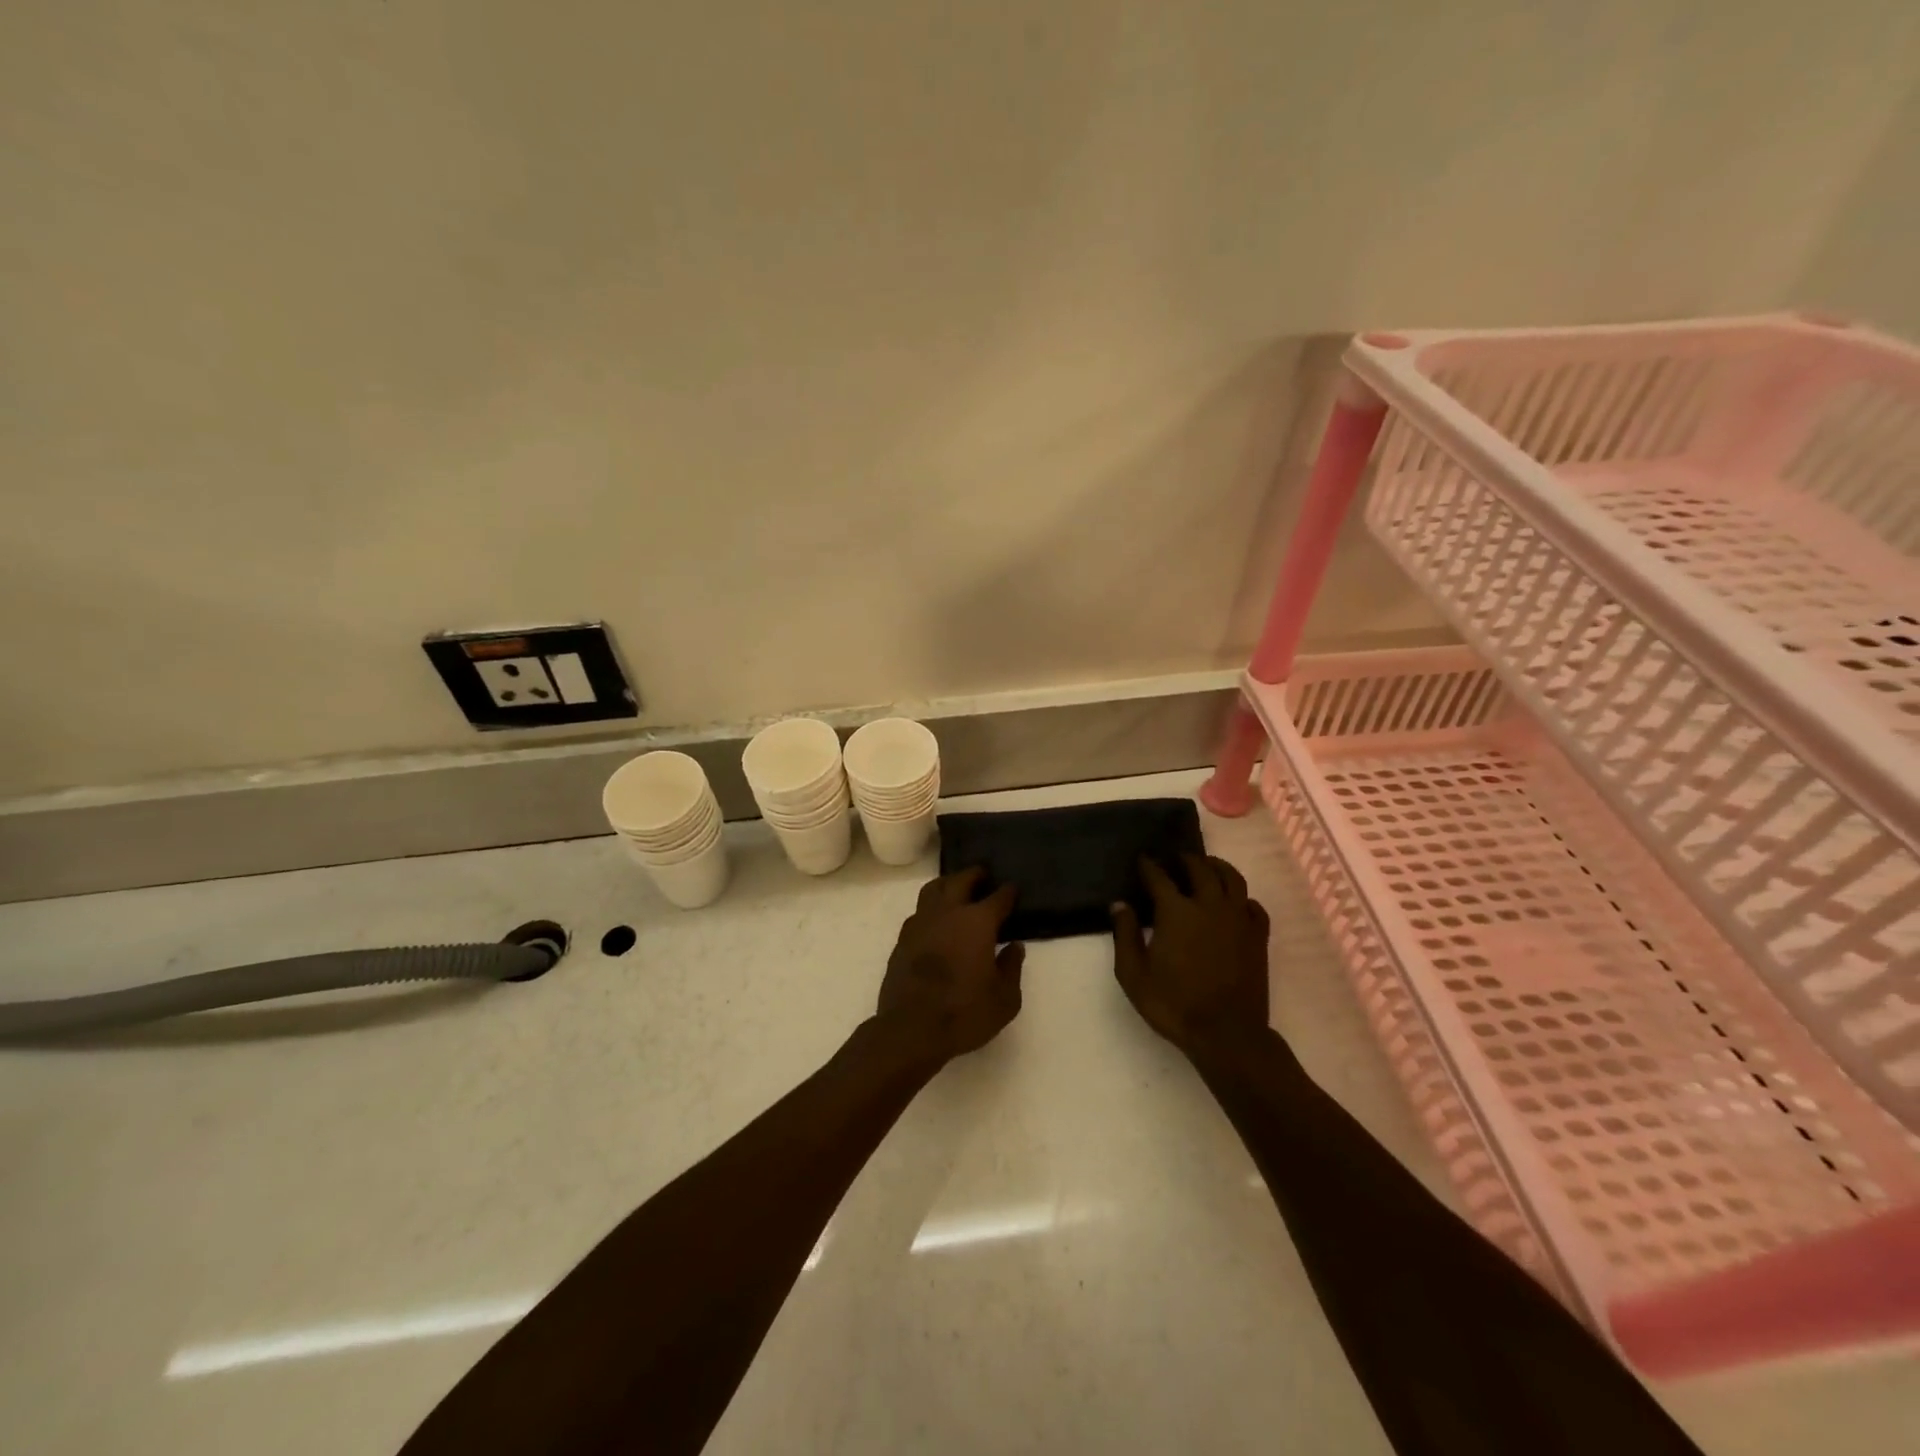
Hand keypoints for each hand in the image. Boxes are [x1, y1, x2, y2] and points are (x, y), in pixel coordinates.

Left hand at [876, 868, 1024, 1064]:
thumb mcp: (1005, 999)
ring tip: (955, 888)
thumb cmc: (965, 1013)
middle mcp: (948, 913)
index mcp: (977, 922)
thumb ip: (1012, 968)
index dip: (1007, 892)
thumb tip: (1014, 946)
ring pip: (933, 890)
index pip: (998, 898)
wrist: (911, 1029)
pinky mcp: (902, 939)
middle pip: (960, 880)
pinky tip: (935, 920)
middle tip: (983, 875)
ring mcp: (920, 923)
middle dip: (974, 875)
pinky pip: (918, 912)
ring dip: (947, 884)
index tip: (1013, 889)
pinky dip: (930, 909)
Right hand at [1111, 853, 1270, 1056]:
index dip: (1149, 865)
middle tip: (1175, 859)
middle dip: (1185, 859)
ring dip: (1217, 867)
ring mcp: (1238, 920)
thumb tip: (1120, 904)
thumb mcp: (1133, 974)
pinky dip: (1242, 898)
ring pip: (1233, 879)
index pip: (1159, 877)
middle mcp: (1210, 906)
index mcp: (1177, 912)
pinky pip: (1253, 906)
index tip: (1143, 859)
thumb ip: (1125, 935)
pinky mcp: (1258, 937)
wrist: (1226, 1034)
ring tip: (1207, 867)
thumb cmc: (1174, 1004)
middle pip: (1200, 868)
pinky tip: (1235, 903)